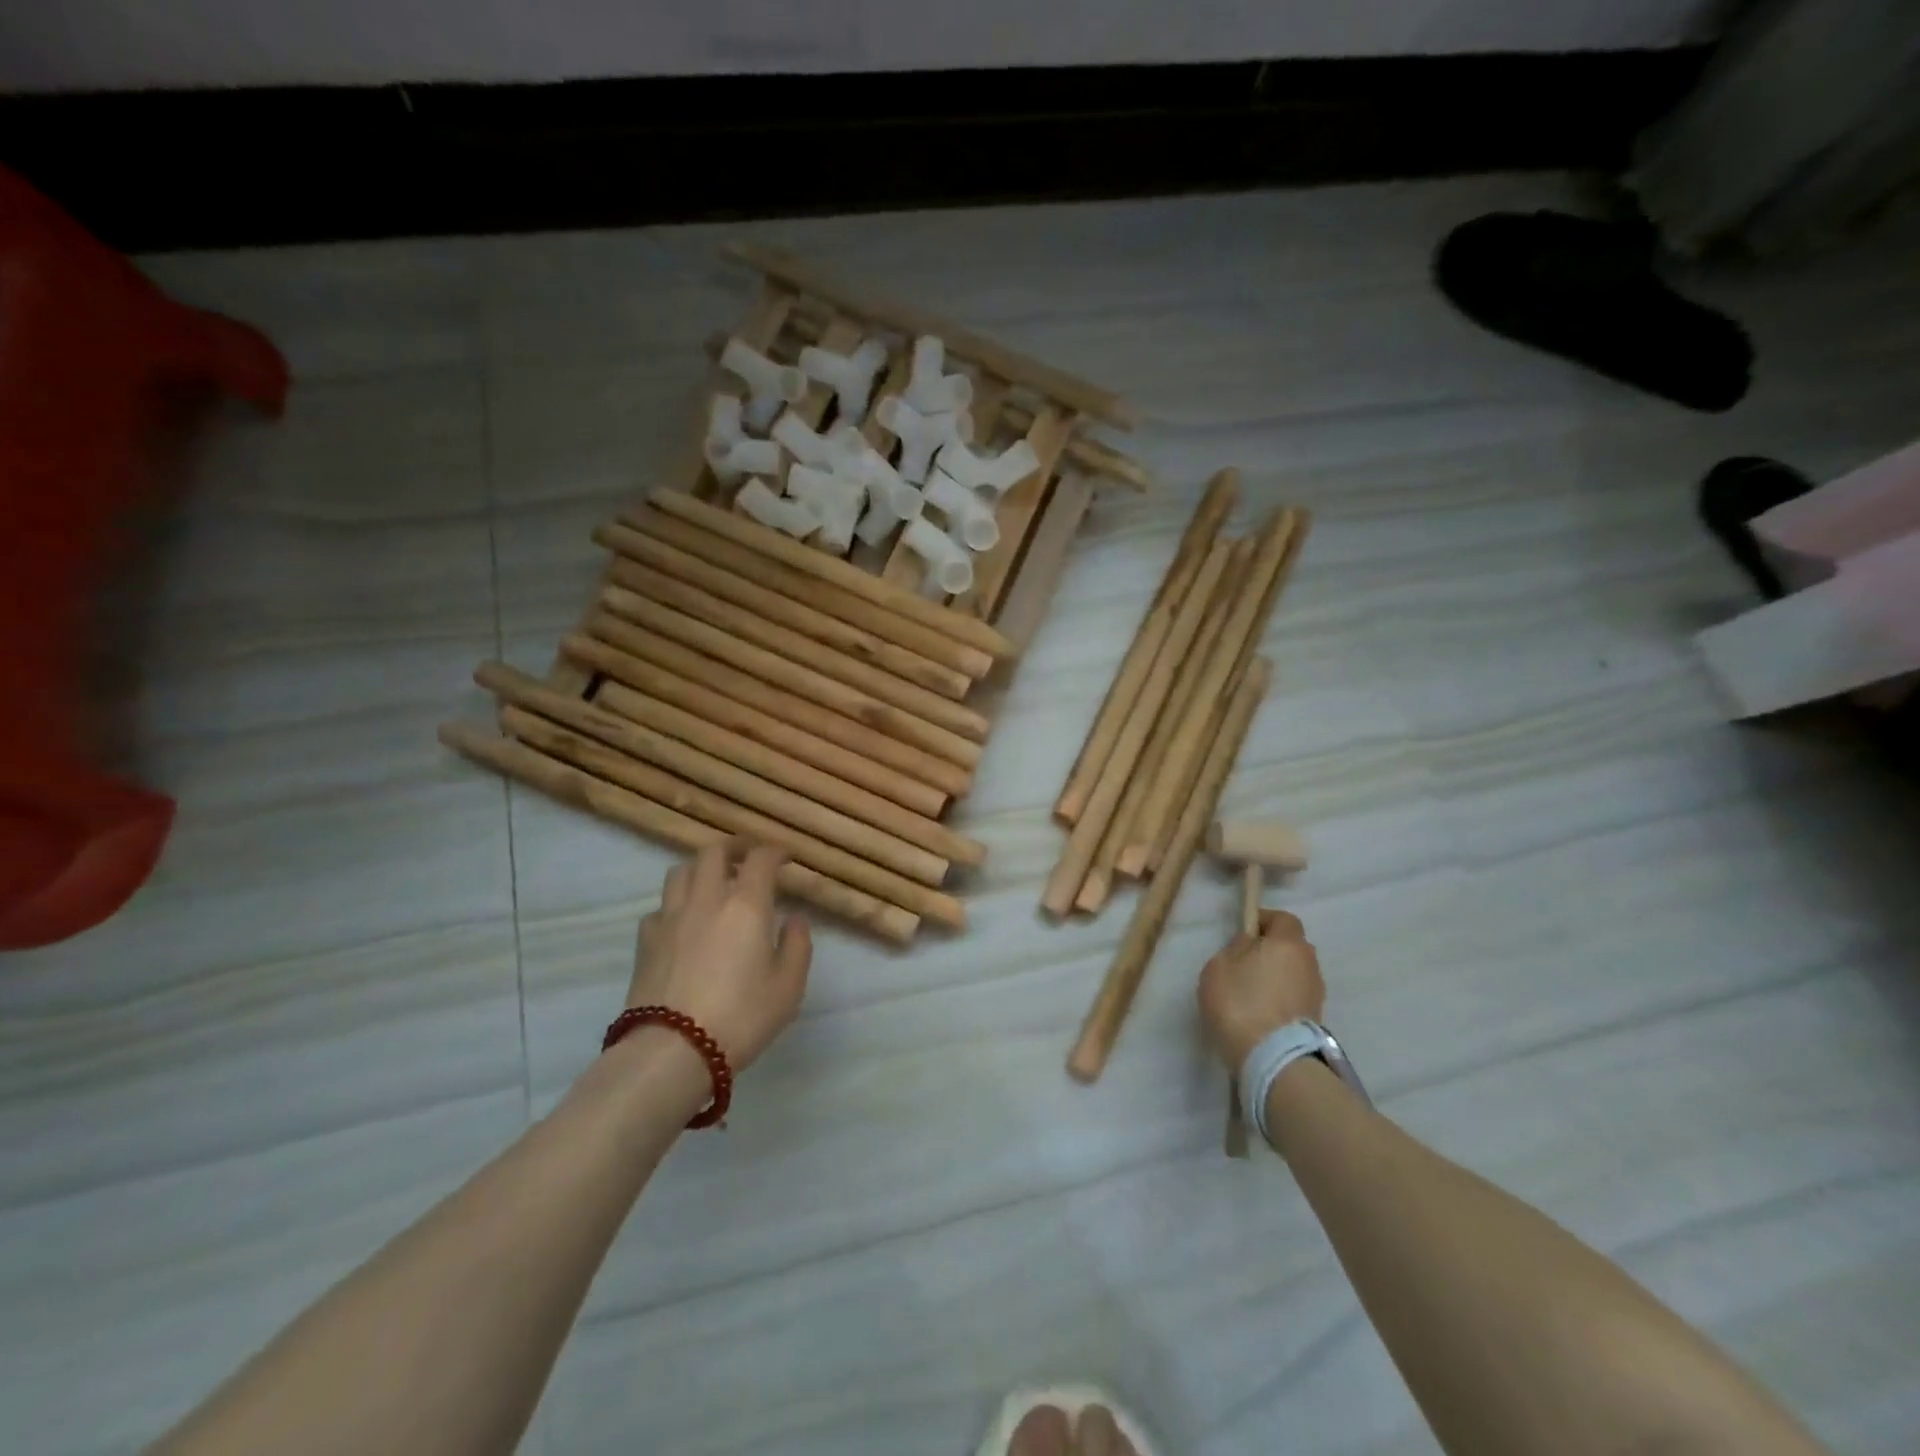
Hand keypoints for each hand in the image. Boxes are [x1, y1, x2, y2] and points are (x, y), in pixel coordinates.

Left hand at [629, 840, 812, 1070]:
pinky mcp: (645, 941)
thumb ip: (797, 945)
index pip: (760, 859)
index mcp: (746, 905)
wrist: (672, 1051)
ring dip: (700, 868)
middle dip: (734, 847)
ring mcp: (670, 918)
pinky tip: (683, 922)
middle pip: (713, 852)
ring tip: (711, 881)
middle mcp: (706, 899)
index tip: (785, 858)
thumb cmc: (741, 1017)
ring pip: (680, 871)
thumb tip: (793, 919)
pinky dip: (675, 905)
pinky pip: (660, 907)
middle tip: (747, 856)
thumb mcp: (788, 986)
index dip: (774, 852)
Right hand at [1197, 910, 1326, 1069]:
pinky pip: (1294, 997)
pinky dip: (1280, 999)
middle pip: (1291, 947)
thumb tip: (1250, 944)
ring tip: (1250, 992)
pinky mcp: (1315, 1019)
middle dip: (1270, 950)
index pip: (1283, 918)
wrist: (1273, 1058)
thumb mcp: (1220, 966)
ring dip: (1276, 976)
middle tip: (1243, 963)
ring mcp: (1316, 993)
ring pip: (1293, 973)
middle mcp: (1309, 963)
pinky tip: (1260, 1012)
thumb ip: (1236, 948)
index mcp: (1288, 943)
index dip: (1263, 920)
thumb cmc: (1240, 1002)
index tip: (1243, 932)